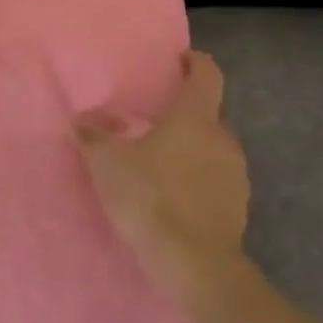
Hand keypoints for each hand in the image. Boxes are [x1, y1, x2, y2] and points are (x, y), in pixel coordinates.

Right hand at [76, 52, 249, 295]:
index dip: (195, 62)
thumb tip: (85, 118)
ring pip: (211, 149)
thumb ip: (94, 135)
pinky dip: (196, 180)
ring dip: (190, 150)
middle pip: (207, 115)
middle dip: (182, 116)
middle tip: (151, 125)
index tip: (182, 59)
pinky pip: (214, 180)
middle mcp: (222, 139)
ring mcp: (236, 175)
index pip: (206, 76)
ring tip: (158, 165)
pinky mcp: (238, 207)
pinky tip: (171, 198)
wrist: (194, 263)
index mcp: (194, 119)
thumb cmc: (150, 198)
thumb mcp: (107, 163)